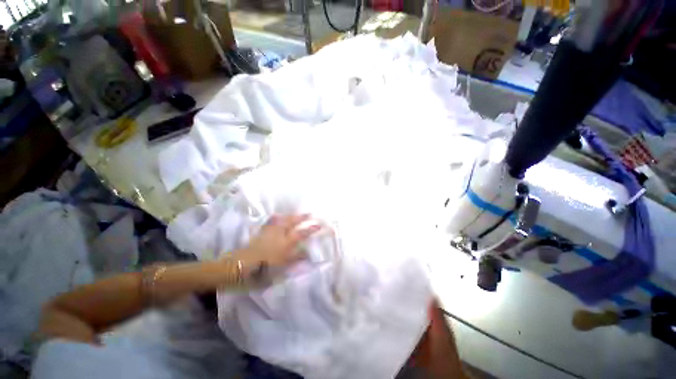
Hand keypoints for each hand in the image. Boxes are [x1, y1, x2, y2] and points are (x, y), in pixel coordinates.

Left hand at [232, 214, 320, 274]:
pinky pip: (270, 222)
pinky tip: (277, 216)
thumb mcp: (283, 266)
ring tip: (296, 214)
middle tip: (309, 214)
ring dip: (290, 216)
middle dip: (301, 217)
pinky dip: (275, 218)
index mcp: (286, 243)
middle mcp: (279, 234)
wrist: (240, 267)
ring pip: (282, 220)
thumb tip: (308, 252)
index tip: (319, 225)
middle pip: (292, 222)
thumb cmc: (264, 269)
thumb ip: (296, 258)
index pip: (302, 233)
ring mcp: (269, 232)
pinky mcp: (261, 232)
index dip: (311, 229)